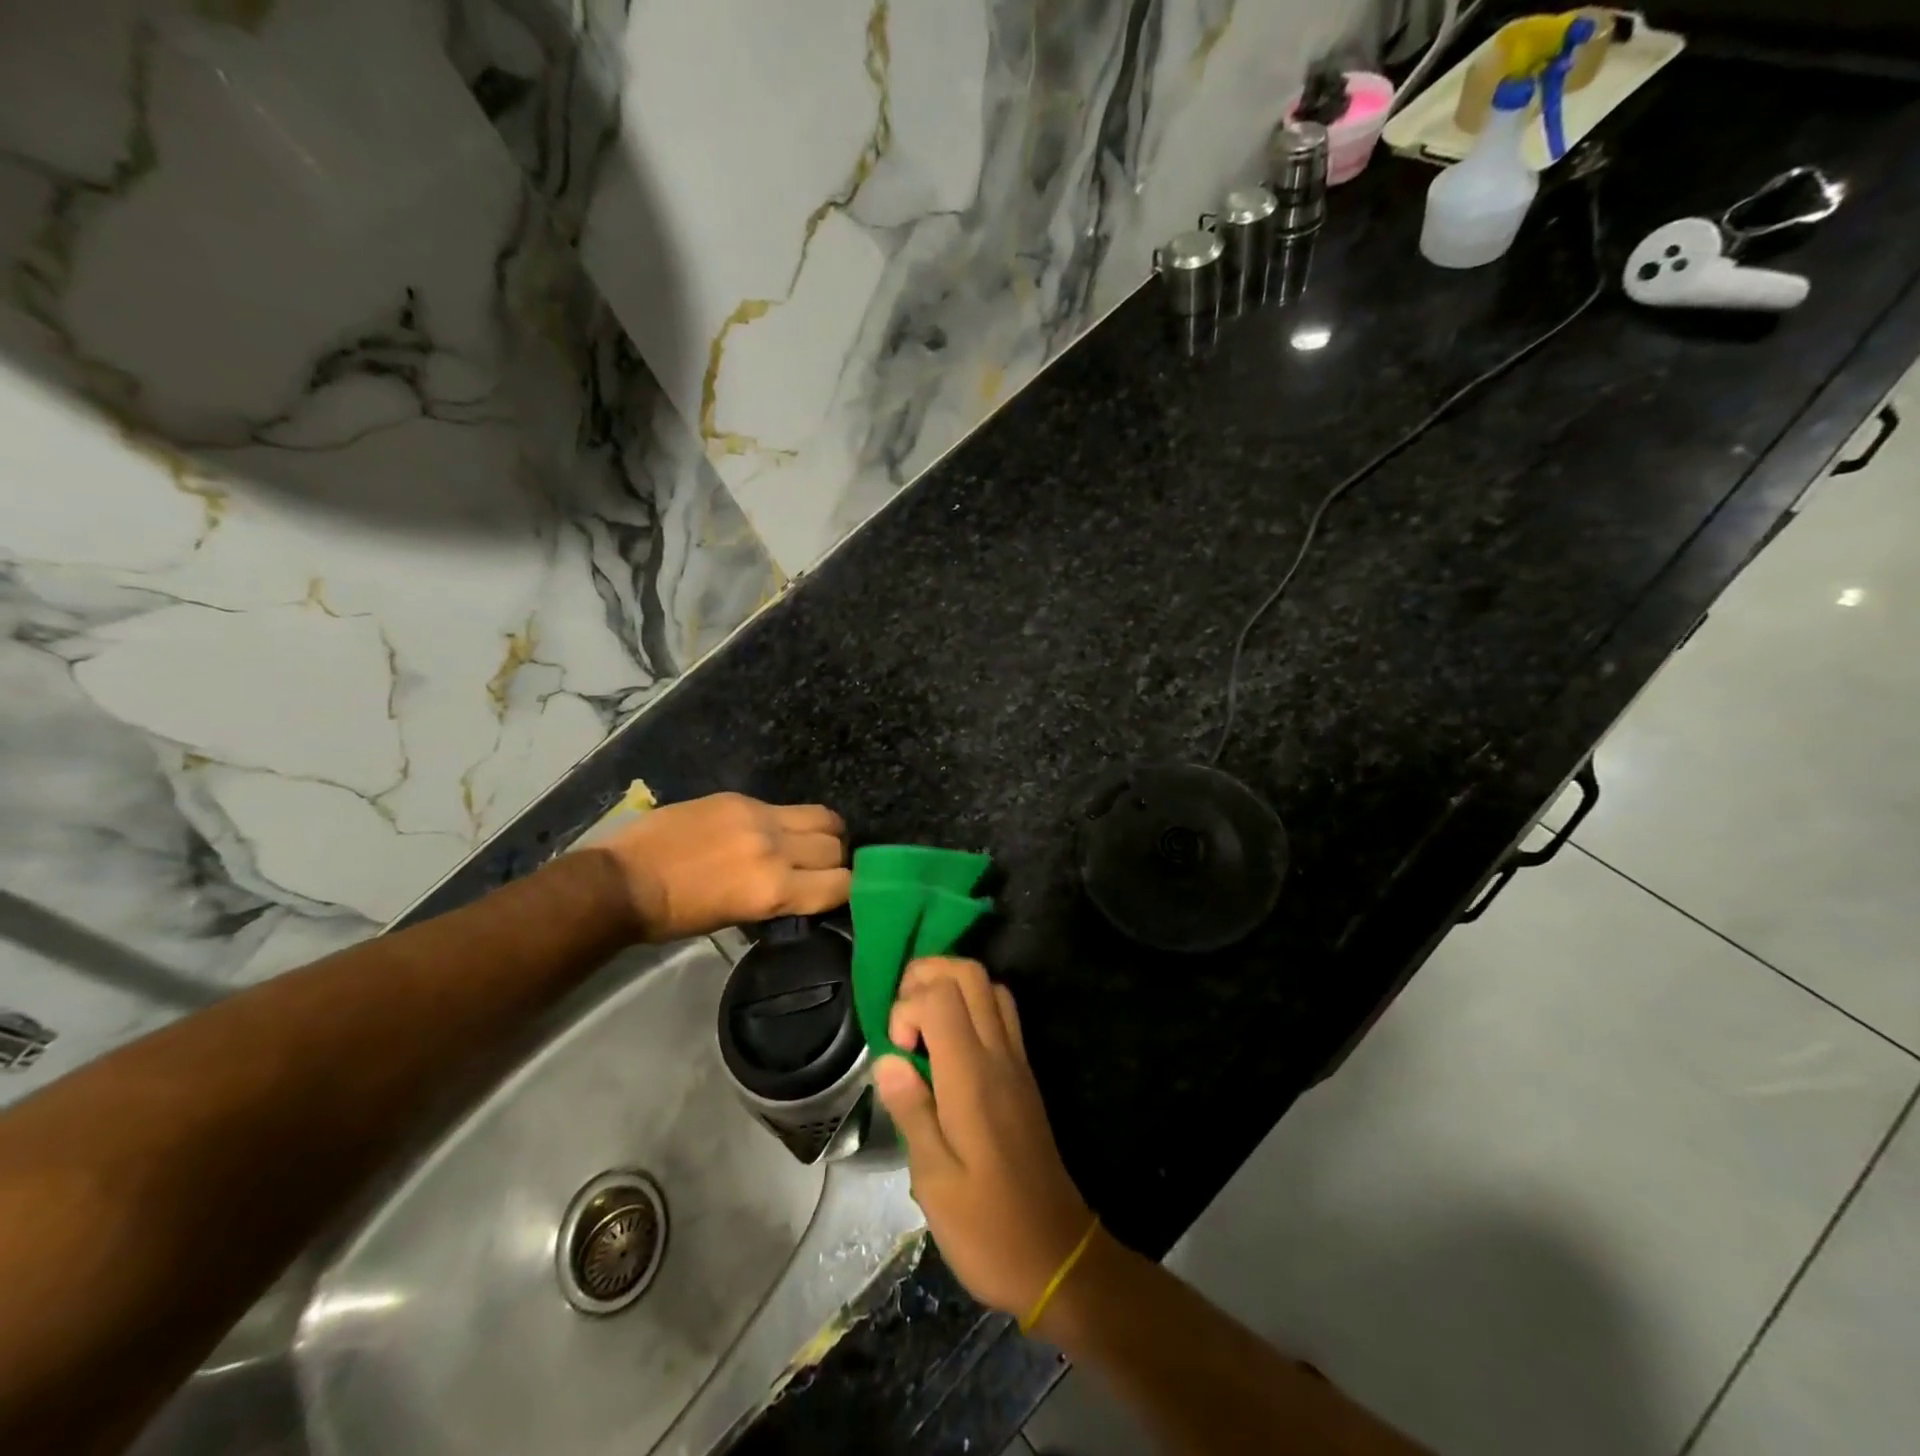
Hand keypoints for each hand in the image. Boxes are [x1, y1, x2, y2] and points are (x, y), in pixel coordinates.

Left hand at [596, 793, 849, 940]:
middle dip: (836, 859)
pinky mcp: (739, 798)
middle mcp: (775, 849)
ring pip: (823, 817)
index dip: (848, 889)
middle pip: (836, 846)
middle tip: (820, 868)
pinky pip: (784, 807)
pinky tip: (770, 831)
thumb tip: (804, 889)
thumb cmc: (675, 916)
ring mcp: (758, 817)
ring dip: (823, 833)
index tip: (839, 892)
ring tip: (806, 843)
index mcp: (773, 890)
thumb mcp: (736, 918)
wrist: (623, 880)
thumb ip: (779, 898)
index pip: (841, 883)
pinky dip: (788, 821)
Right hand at [872, 958, 1093, 1319]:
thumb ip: (911, 1110)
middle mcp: (998, 1055)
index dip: (907, 1006)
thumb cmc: (987, 1228)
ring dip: (951, 986)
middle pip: (970, 973)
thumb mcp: (934, 1181)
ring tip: (921, 1027)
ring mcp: (1017, 1061)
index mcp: (971, 1077)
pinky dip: (971, 1006)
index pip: (941, 996)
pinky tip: (948, 1047)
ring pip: (989, 986)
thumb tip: (887, 1058)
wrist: (1057, 1256)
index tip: (896, 1050)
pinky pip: (1001, 1013)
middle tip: (902, 1019)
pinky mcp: (1024, 1075)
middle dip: (927, 976)